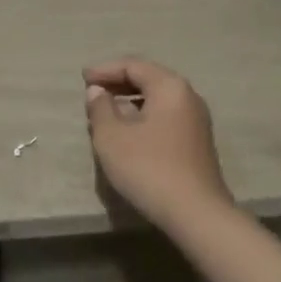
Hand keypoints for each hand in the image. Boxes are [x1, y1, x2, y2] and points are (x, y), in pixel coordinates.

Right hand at [84, 58, 233, 234]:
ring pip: (158, 100)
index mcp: (169, 87)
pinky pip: (165, 117)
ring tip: (106, 112)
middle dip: (118, 83)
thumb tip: (98, 91)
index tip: (83, 78)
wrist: (197, 215)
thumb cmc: (149, 168)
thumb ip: (101, 108)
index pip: (133, 66)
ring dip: (131, 101)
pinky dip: (144, 116)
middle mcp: (188, 96)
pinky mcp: (197, 143)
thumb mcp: (112, 137)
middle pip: (149, 79)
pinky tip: (128, 132)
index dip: (105, 70)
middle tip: (92, 91)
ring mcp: (196, 121)